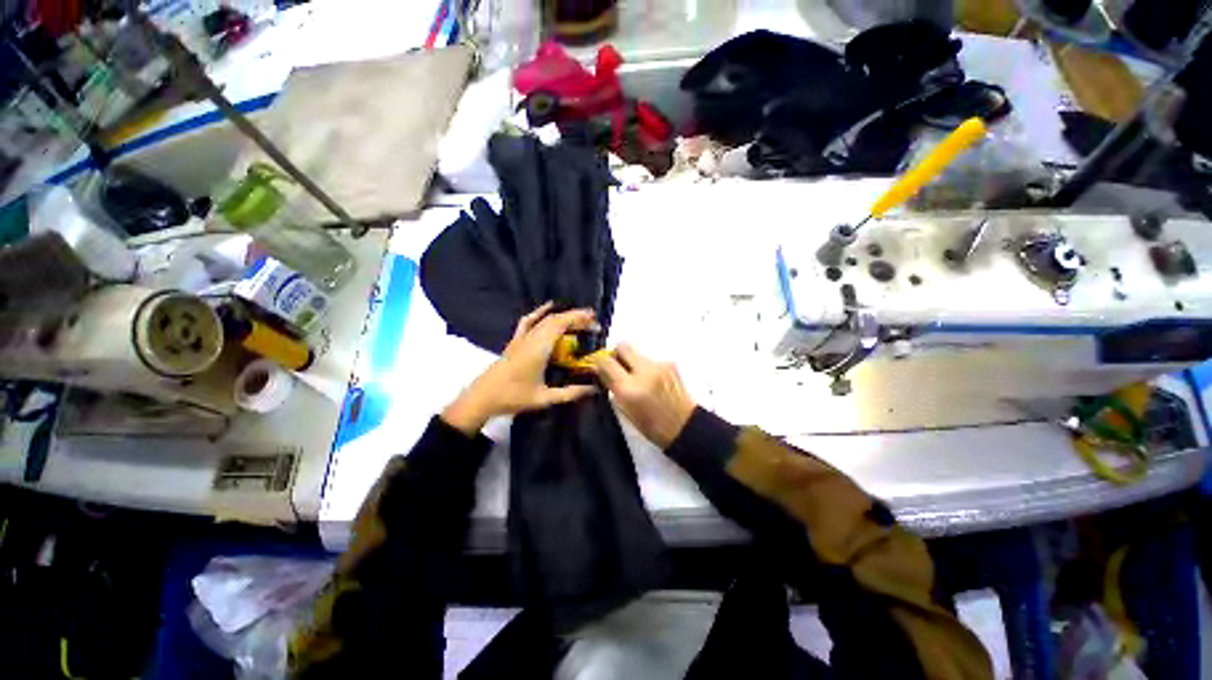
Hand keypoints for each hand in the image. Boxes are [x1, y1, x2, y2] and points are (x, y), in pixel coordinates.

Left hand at [442, 303, 598, 434]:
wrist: (481, 398)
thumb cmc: (513, 397)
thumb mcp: (544, 398)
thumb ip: (570, 393)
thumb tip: (594, 389)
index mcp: (538, 348)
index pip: (560, 325)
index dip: (579, 320)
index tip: (595, 324)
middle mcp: (530, 338)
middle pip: (555, 320)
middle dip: (576, 317)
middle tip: (593, 323)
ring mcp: (521, 338)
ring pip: (544, 320)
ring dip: (563, 316)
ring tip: (579, 318)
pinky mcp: (515, 341)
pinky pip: (528, 322)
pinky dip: (539, 312)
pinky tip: (549, 307)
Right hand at [593, 344, 695, 448]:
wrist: (684, 426)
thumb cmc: (650, 425)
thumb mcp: (624, 409)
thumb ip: (611, 386)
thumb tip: (600, 370)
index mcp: (629, 388)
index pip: (606, 361)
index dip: (599, 362)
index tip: (599, 366)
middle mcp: (643, 371)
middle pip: (623, 346)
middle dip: (616, 354)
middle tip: (617, 366)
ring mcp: (658, 365)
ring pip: (637, 352)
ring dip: (632, 361)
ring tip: (637, 377)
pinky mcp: (670, 363)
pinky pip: (650, 359)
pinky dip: (646, 367)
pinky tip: (652, 380)